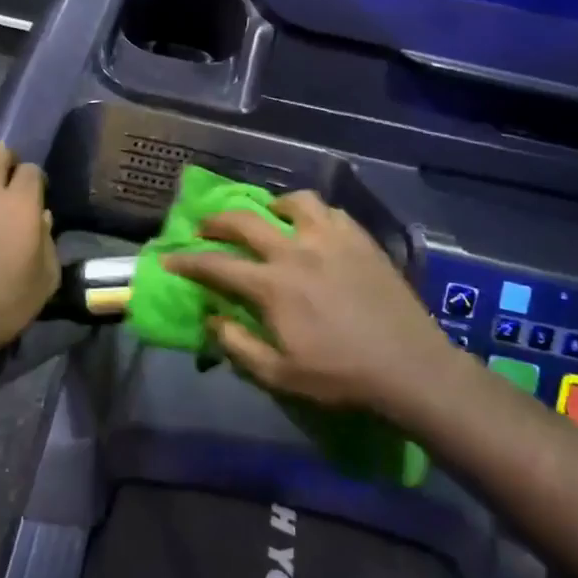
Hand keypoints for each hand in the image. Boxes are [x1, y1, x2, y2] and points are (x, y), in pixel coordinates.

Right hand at [161, 191, 456, 419]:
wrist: (408, 366)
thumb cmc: (340, 375)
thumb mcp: (279, 375)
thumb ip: (237, 345)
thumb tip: (211, 317)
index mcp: (272, 286)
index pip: (216, 265)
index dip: (187, 261)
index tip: (169, 258)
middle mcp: (295, 251)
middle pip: (245, 221)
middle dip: (216, 221)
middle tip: (206, 227)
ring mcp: (331, 239)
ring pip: (294, 202)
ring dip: (272, 207)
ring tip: (270, 218)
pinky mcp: (360, 239)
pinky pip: (330, 211)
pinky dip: (313, 213)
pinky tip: (313, 228)